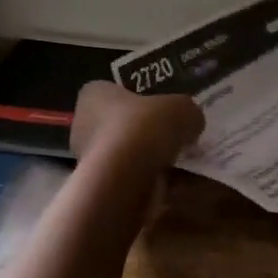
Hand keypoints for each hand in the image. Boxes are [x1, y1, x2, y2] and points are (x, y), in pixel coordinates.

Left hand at [70, 81, 204, 172]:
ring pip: (127, 154)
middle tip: (176, 134)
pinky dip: (153, 181)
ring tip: (184, 161)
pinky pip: (132, 179)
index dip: (136, 97)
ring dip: (151, 158)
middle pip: (120, 124)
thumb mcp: (181, 108)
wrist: (125, 177)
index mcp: (94, 95)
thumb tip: (192, 123)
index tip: (159, 106)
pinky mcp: (101, 187)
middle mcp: (85, 125)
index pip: (112, 90)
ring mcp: (90, 159)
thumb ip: (187, 112)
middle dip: (147, 132)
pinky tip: (178, 183)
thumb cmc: (144, 127)